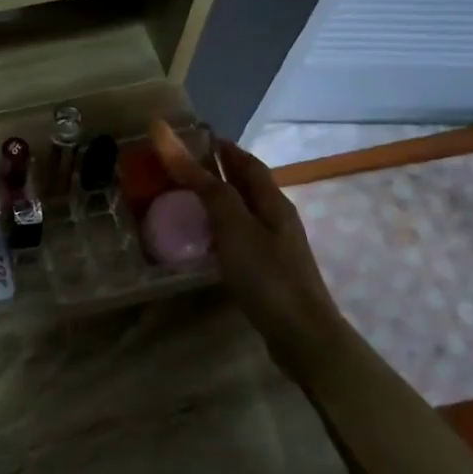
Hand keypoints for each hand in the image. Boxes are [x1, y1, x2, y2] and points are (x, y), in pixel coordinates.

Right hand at [152, 121, 345, 346]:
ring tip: (186, 200)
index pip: (247, 163)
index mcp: (272, 201)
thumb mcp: (234, 226)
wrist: (301, 336)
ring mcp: (275, 247)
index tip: (195, 138)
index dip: (223, 148)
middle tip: (182, 168)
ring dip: (218, 200)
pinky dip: (220, 229)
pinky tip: (204, 240)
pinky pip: (240, 237)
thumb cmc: (267, 275)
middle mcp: (277, 218)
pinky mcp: (268, 272)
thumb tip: (171, 140)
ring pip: (243, 212)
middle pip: (247, 186)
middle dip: (219, 172)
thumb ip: (205, 186)